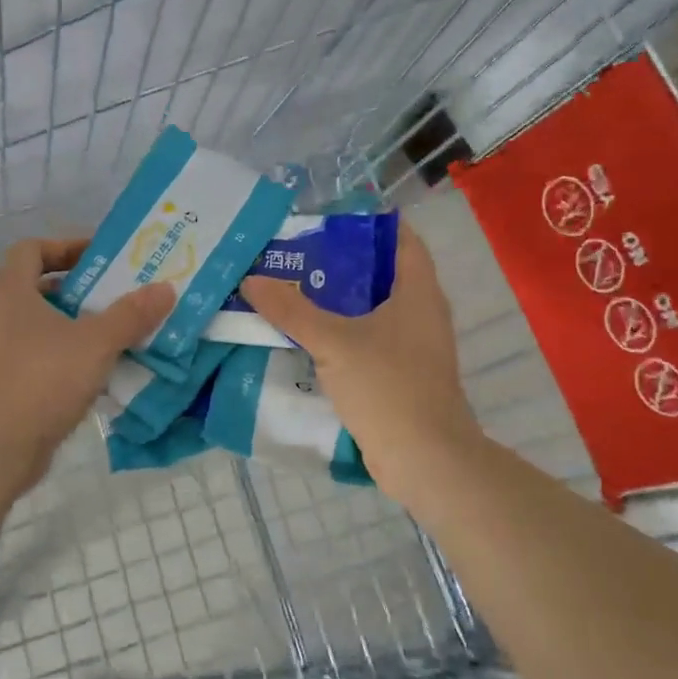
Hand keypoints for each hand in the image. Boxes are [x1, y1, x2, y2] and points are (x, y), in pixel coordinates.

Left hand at [0, 238, 174, 491]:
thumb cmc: (42, 379)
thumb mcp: (96, 343)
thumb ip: (131, 314)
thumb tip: (166, 288)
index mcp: (9, 291)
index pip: (32, 249)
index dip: (66, 247)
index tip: (99, 258)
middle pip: (36, 287)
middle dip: (76, 290)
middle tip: (113, 297)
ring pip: (37, 326)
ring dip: (71, 326)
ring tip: (111, 335)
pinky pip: (34, 358)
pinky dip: (61, 358)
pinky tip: (93, 373)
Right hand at [241, 222, 481, 506]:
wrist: (426, 460)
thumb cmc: (388, 387)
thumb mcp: (334, 343)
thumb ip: (292, 310)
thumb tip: (252, 279)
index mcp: (418, 291)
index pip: (400, 238)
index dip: (368, 223)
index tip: (326, 218)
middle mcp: (421, 312)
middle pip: (380, 273)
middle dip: (340, 262)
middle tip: (295, 253)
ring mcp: (414, 346)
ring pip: (372, 309)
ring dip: (336, 301)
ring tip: (291, 289)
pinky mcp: (401, 374)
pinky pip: (368, 340)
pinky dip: (341, 333)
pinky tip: (305, 336)